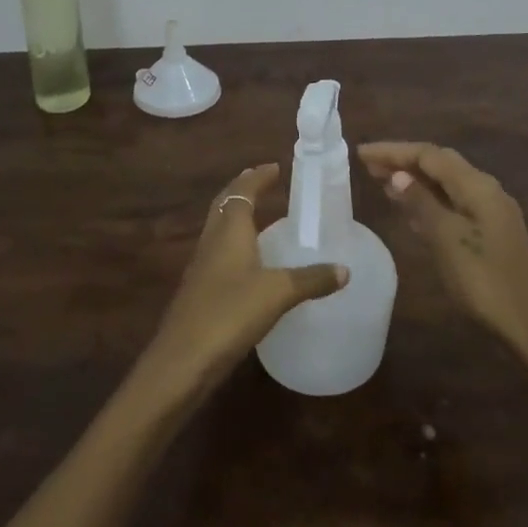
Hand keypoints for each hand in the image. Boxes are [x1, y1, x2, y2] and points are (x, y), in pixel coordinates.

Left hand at [135, 163, 348, 405]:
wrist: (182, 359)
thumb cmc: (229, 313)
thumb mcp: (278, 294)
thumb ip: (311, 280)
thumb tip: (345, 269)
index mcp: (229, 230)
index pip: (242, 191)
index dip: (257, 177)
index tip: (275, 167)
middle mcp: (212, 240)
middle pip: (225, 204)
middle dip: (243, 189)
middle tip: (264, 182)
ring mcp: (202, 266)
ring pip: (219, 228)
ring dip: (237, 215)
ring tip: (260, 216)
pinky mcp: (199, 290)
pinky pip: (219, 252)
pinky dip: (234, 244)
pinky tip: (249, 263)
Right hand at [357, 141, 527, 359]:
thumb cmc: (484, 281)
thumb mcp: (446, 239)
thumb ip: (421, 203)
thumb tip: (398, 174)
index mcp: (478, 186)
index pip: (429, 155)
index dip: (394, 151)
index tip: (361, 153)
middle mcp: (486, 190)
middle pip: (439, 164)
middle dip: (403, 161)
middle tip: (368, 165)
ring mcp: (491, 212)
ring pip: (446, 184)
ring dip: (415, 180)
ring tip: (382, 182)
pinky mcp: (490, 232)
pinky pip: (453, 203)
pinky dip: (428, 201)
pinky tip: (410, 212)